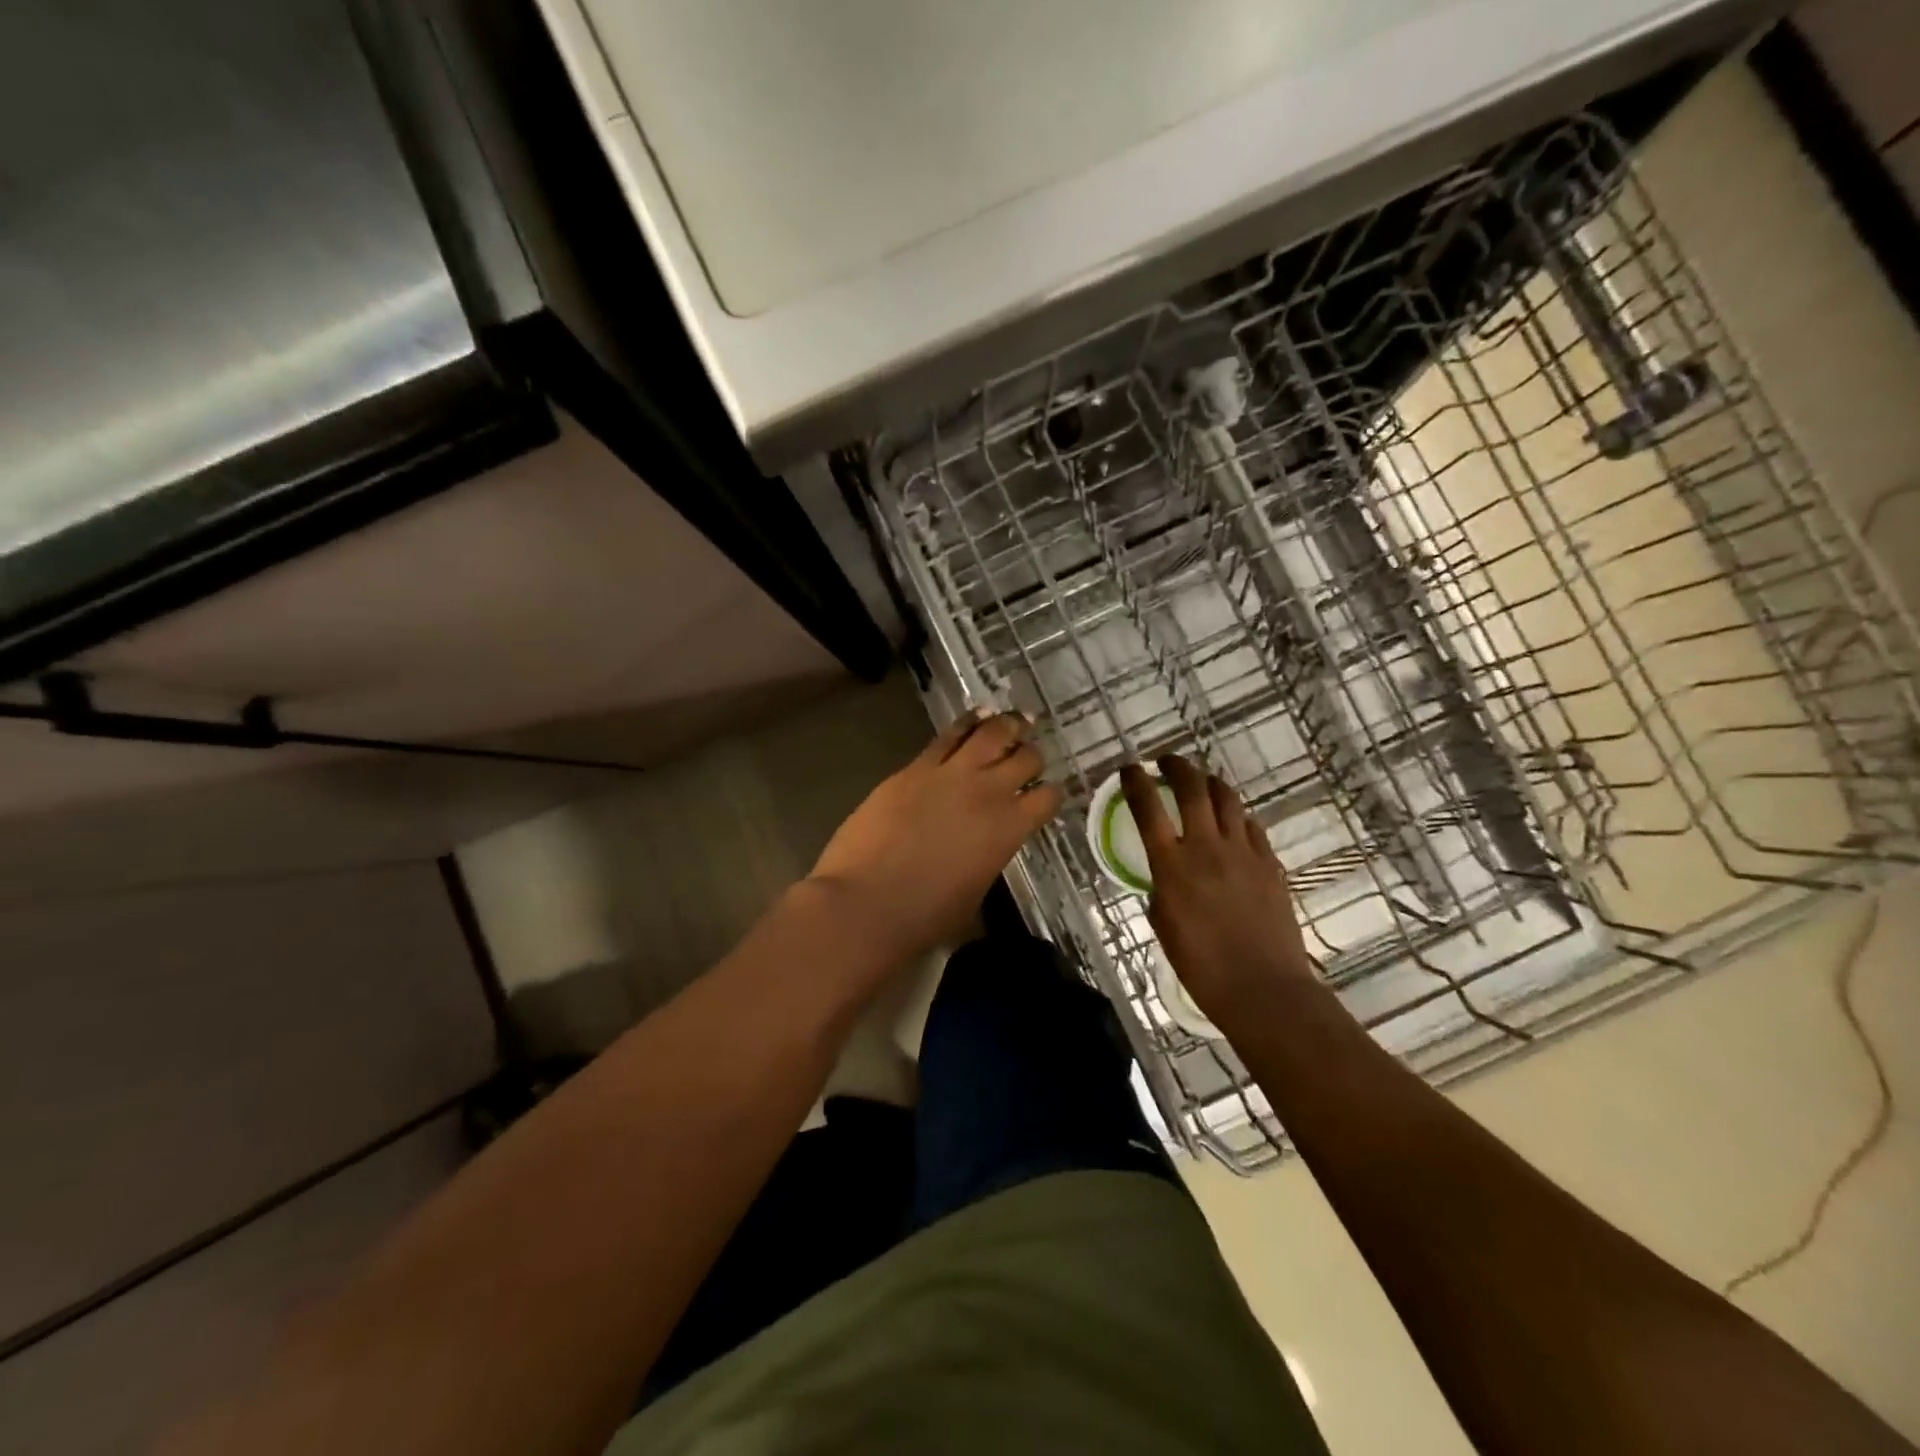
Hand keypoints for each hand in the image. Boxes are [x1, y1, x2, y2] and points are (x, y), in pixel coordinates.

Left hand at [810, 710, 1063, 958]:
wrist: (866, 902)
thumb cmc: (924, 915)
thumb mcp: (974, 893)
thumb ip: (989, 859)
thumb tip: (985, 849)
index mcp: (1009, 830)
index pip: (1047, 798)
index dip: (1051, 794)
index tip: (1046, 794)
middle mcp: (988, 793)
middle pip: (1026, 758)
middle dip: (1032, 756)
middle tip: (1030, 755)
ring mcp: (951, 774)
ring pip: (992, 733)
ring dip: (1008, 725)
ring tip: (1016, 720)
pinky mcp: (916, 767)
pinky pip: (949, 735)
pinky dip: (968, 722)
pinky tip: (976, 715)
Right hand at [1121, 755, 1316, 1026]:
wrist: (1262, 987)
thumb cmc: (1201, 966)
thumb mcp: (1163, 925)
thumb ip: (1161, 890)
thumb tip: (1166, 877)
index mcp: (1172, 865)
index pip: (1148, 808)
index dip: (1136, 782)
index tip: (1130, 768)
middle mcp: (1207, 847)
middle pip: (1193, 788)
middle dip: (1177, 766)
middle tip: (1168, 761)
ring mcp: (1243, 852)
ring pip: (1227, 799)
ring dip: (1210, 782)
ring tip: (1202, 781)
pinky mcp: (1269, 863)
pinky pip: (1251, 826)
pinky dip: (1237, 815)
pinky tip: (1233, 821)